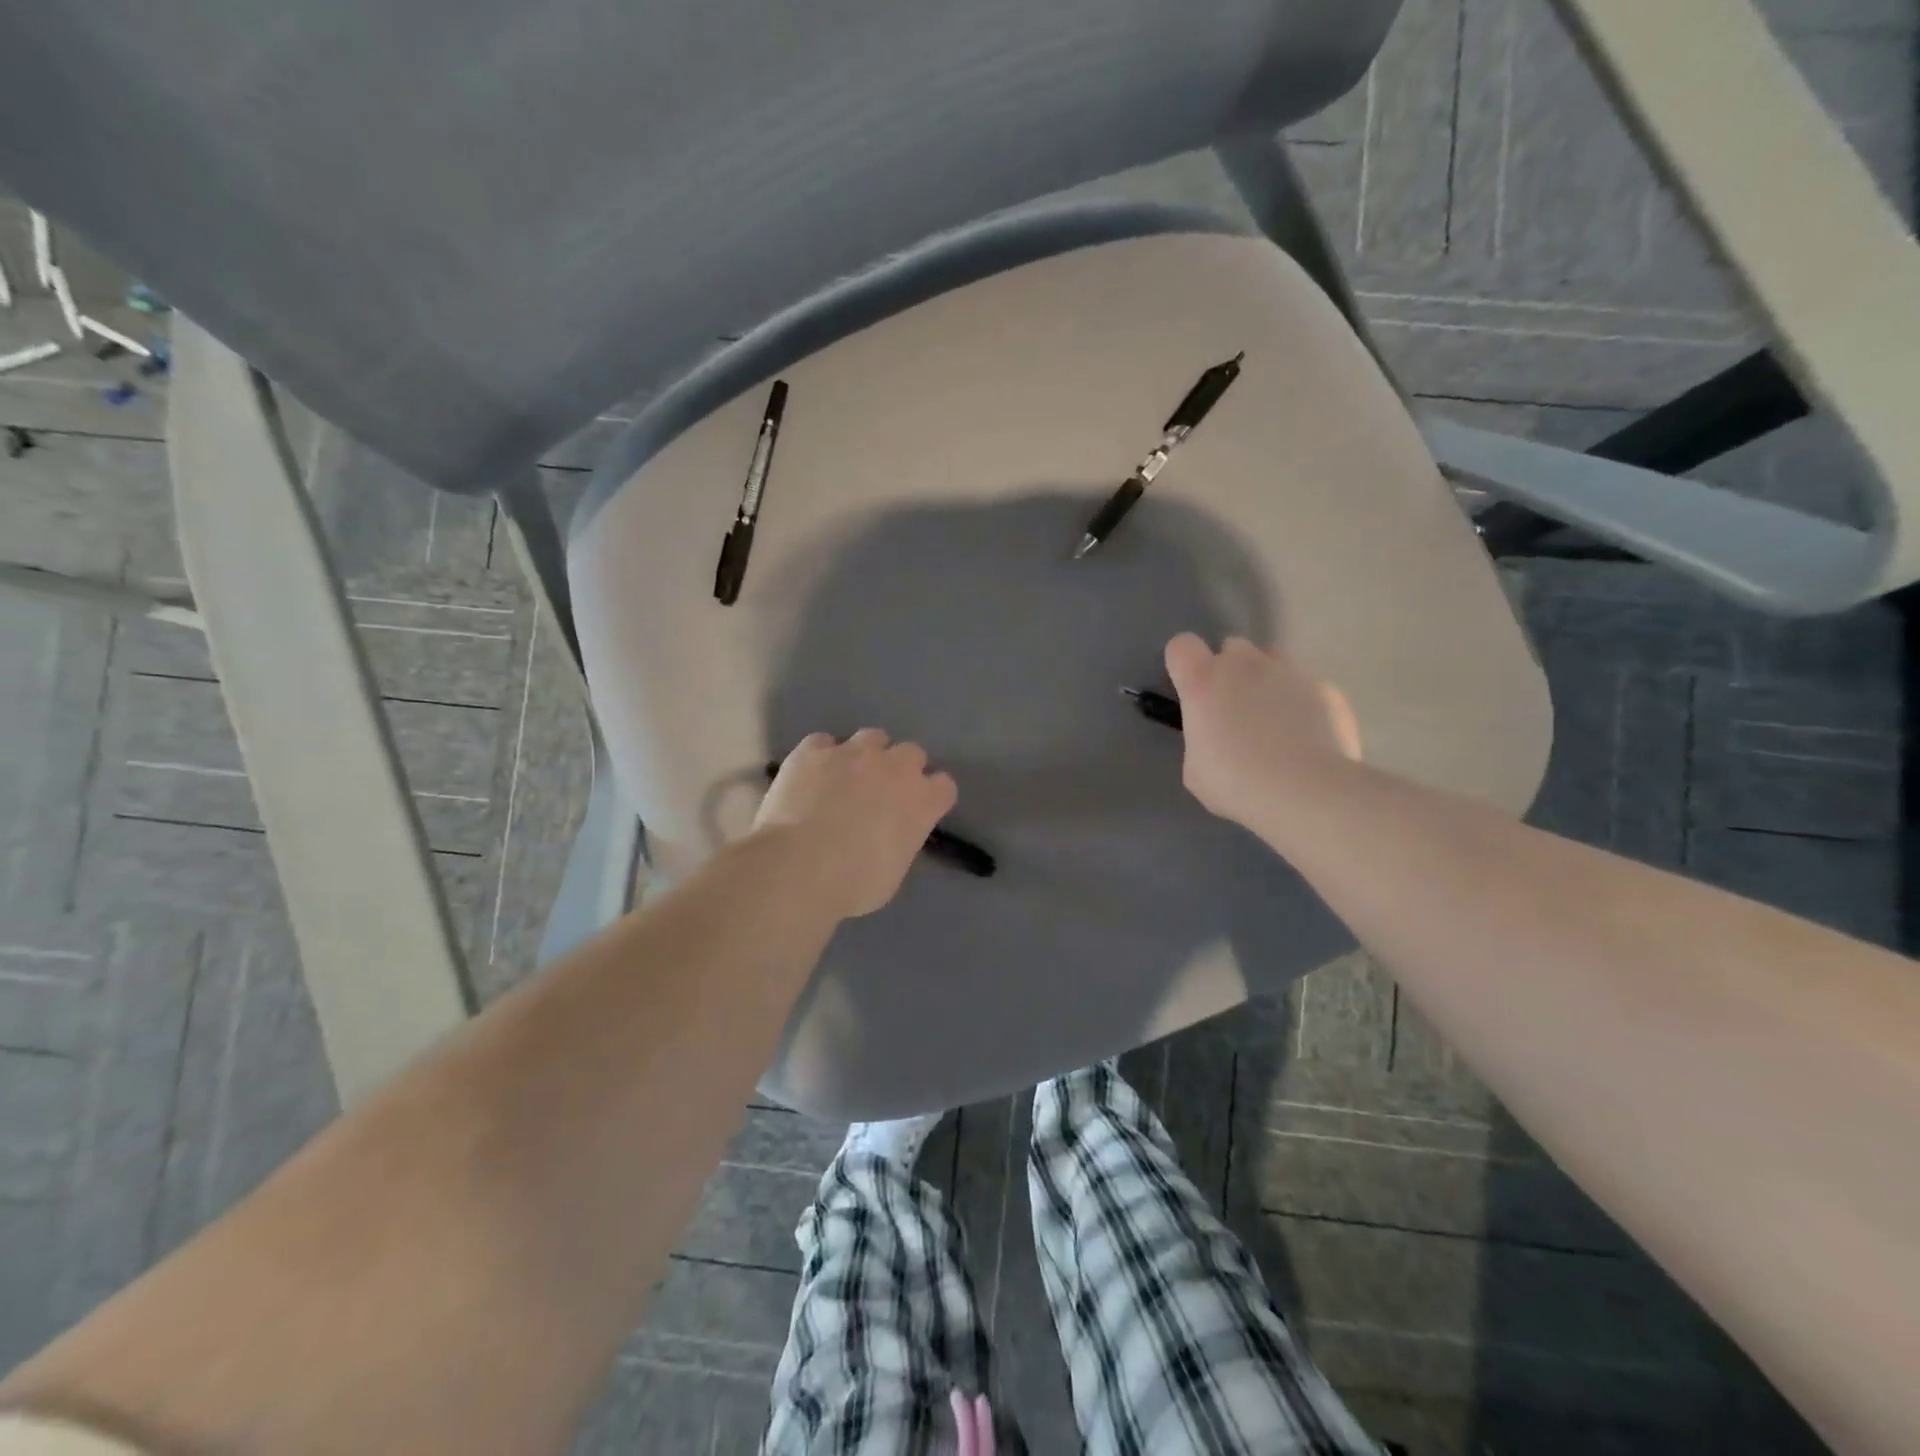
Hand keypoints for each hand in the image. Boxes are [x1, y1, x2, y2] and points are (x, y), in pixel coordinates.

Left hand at [754, 730, 958, 920]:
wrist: (797, 867)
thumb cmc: (852, 884)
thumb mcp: (893, 874)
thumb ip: (900, 842)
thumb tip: (890, 836)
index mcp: (921, 801)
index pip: (944, 786)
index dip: (931, 797)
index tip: (919, 811)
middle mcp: (894, 767)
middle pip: (912, 753)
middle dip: (901, 769)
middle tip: (882, 793)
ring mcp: (852, 753)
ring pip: (871, 737)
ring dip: (866, 754)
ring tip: (847, 778)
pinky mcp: (813, 750)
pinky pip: (824, 742)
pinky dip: (822, 756)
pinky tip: (811, 775)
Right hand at [1164, 633, 1360, 827]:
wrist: (1307, 792)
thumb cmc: (1237, 782)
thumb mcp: (1196, 770)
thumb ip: (1201, 739)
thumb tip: (1214, 738)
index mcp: (1204, 681)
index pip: (1181, 646)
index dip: (1183, 664)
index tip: (1189, 690)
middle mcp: (1246, 665)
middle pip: (1232, 647)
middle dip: (1230, 670)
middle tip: (1233, 710)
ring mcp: (1291, 672)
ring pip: (1274, 660)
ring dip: (1268, 680)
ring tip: (1274, 720)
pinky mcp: (1327, 690)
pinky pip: (1308, 687)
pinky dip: (1303, 704)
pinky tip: (1308, 737)